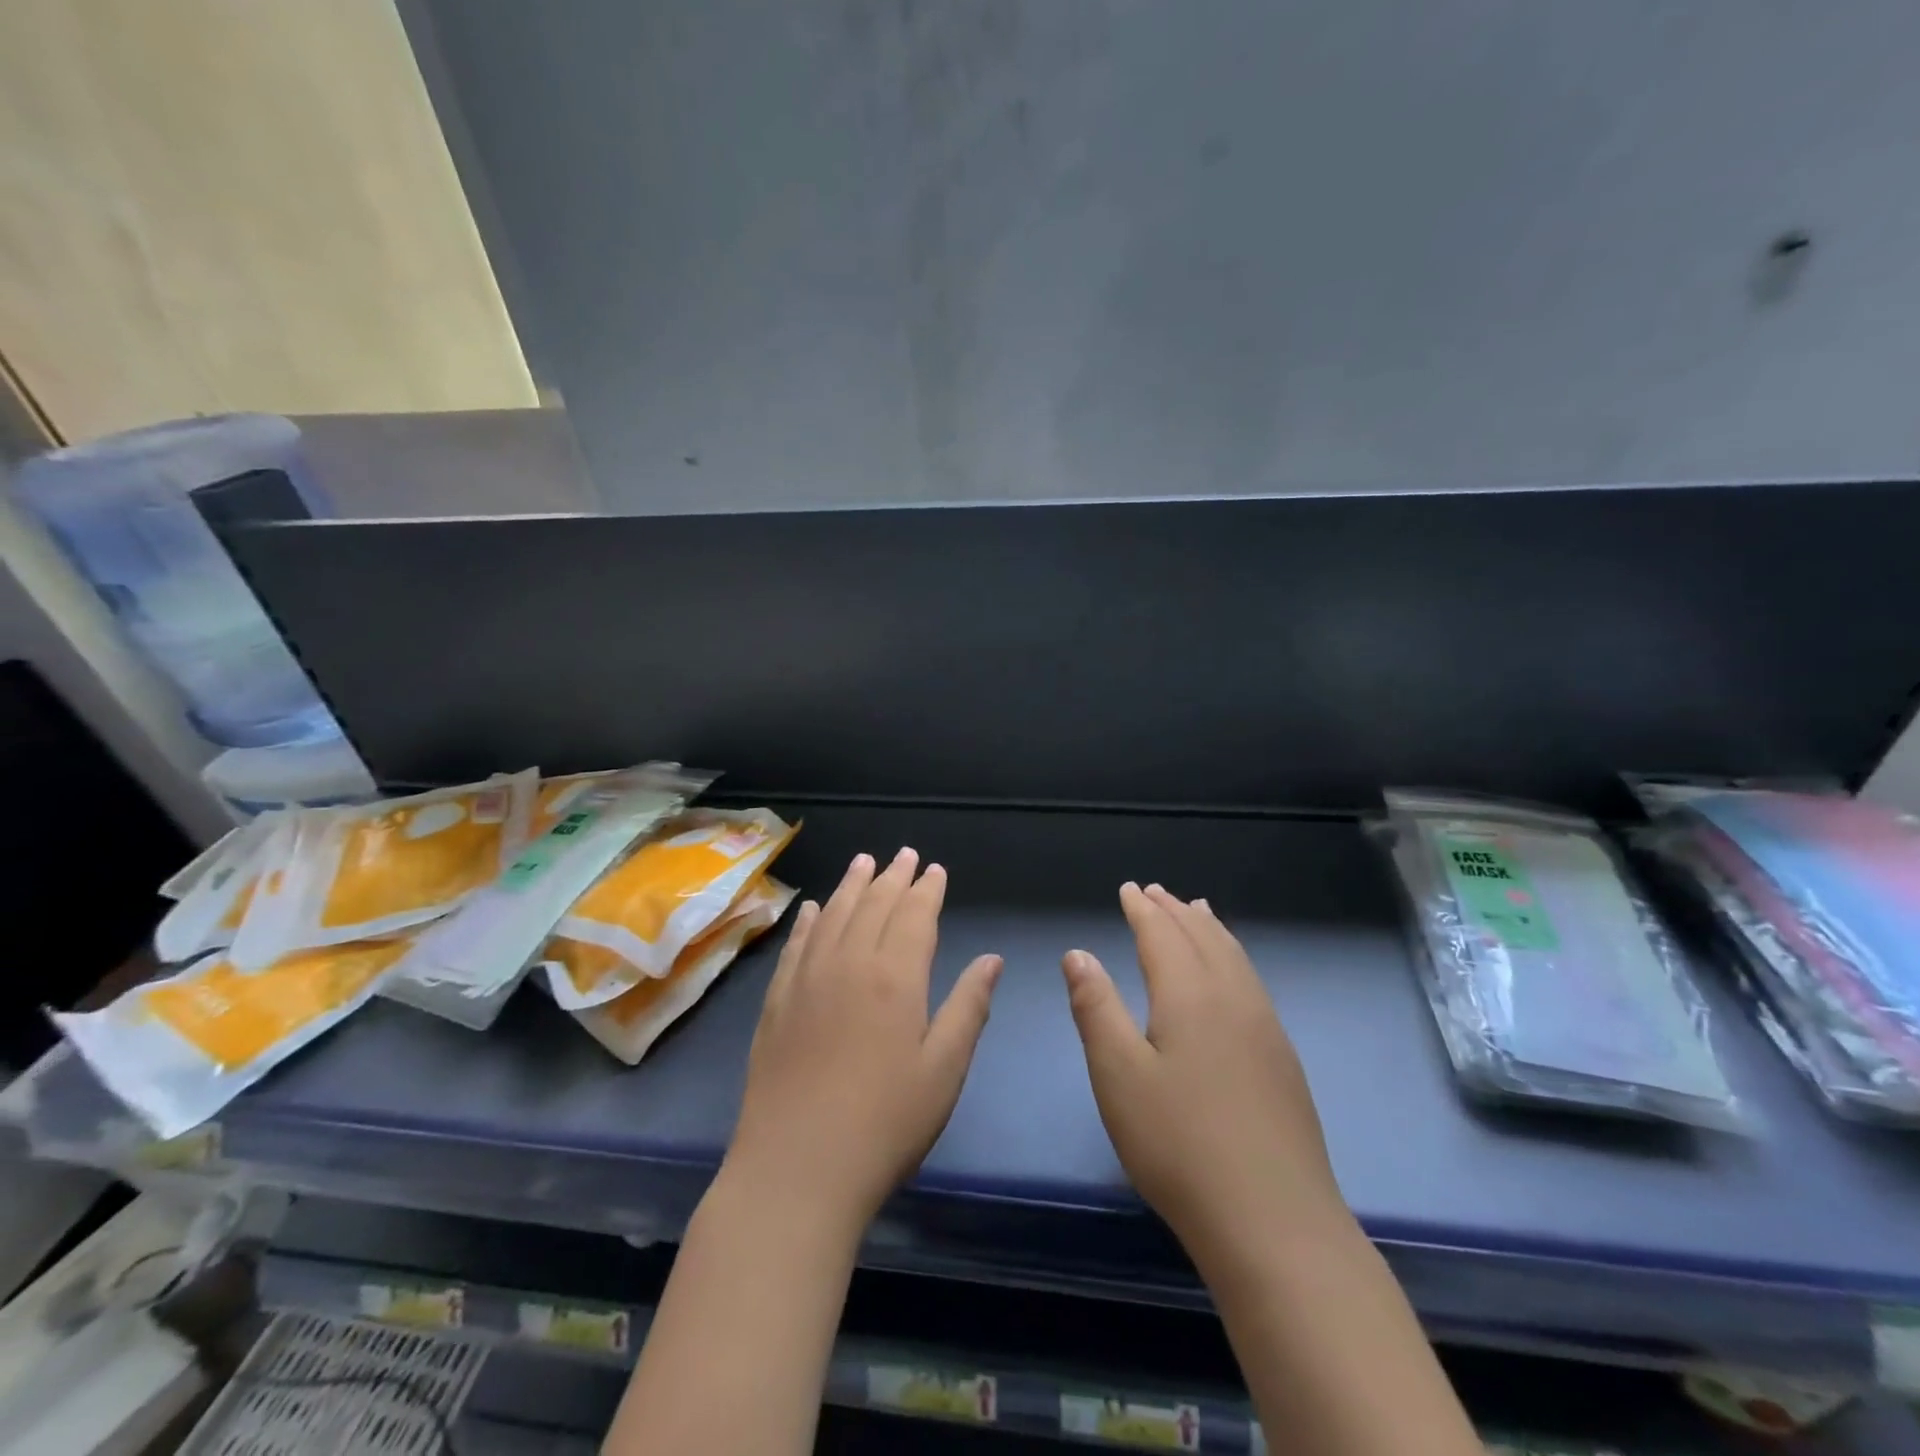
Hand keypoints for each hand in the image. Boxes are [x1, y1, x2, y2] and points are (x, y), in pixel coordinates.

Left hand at [726, 848, 1002, 1231]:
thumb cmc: (885, 1123)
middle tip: (904, 854)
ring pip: (834, 915)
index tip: (935, 869)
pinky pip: (796, 945)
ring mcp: (807, 979)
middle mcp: (849, 963)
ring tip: (863, 861)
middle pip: (873, 906)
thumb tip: (991, 959)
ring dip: (852, 885)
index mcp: (895, 977)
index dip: (927, 890)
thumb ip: (968, 1007)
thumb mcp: (943, 1070)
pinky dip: (809, 921)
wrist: (797, 1169)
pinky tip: (814, 909)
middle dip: (892, 877)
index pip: (914, 915)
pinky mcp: (777, 1001)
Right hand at [1062, 882, 1351, 1266]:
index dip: (1143, 909)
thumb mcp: (1117, 1075)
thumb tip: (1078, 953)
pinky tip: (1231, 974)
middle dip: (1175, 911)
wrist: (1274, 1222)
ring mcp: (1265, 1028)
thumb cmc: (1179, 1144)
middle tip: (1155, 891)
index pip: (1163, 935)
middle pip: (1203, 937)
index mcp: (1190, 995)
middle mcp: (1232, 998)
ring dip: (1209, 928)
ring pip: (1234, 956)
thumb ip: (1095, 1008)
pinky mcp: (1282, 1058)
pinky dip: (1233, 956)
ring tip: (1197, 910)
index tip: (1129, 888)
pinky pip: (1251, 981)